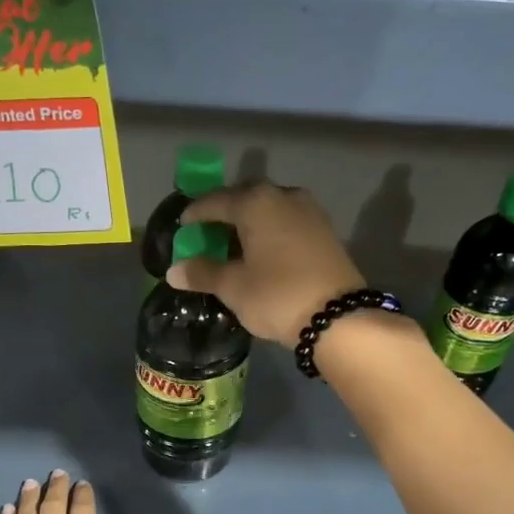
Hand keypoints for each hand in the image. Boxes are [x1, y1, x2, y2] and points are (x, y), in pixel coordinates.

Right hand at [166, 183, 365, 344]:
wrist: (339, 317)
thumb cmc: (277, 296)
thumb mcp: (233, 287)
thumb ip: (202, 273)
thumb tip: (174, 271)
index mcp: (256, 203)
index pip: (215, 201)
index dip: (196, 213)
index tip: (183, 226)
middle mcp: (284, 196)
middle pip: (245, 198)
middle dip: (224, 213)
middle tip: (208, 233)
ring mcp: (310, 211)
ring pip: (269, 209)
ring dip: (250, 223)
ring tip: (234, 244)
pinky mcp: (326, 230)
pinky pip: (287, 222)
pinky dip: (270, 231)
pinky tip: (263, 252)